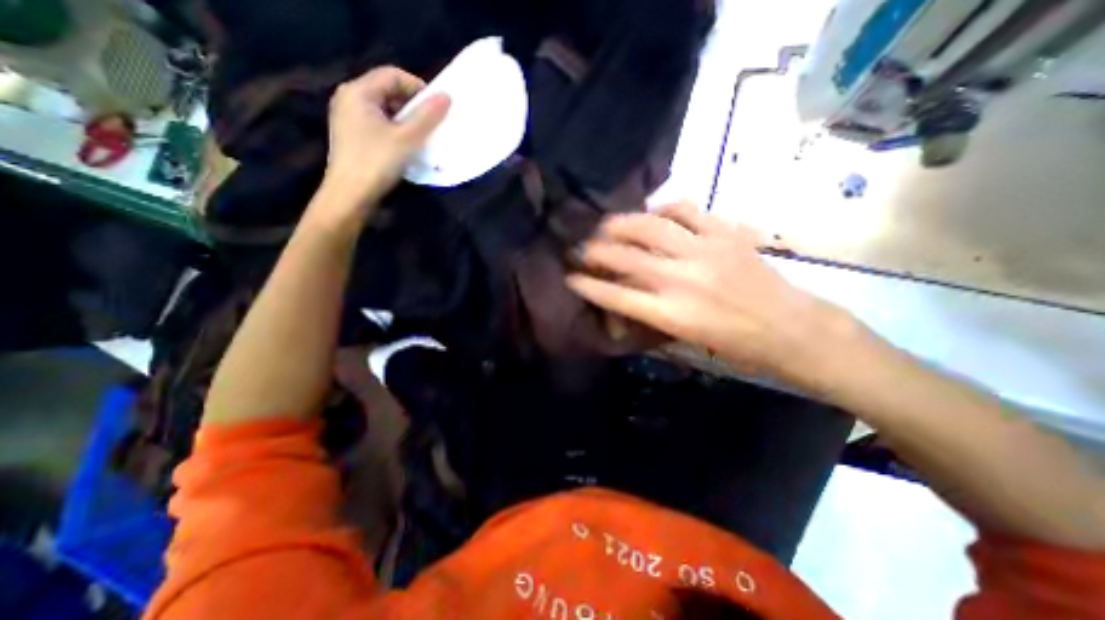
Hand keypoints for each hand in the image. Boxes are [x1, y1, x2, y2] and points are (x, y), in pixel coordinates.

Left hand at [314, 65, 448, 223]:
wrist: (350, 194)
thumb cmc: (377, 162)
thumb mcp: (407, 138)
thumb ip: (427, 116)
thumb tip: (446, 96)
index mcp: (358, 91)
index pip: (392, 74)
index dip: (418, 87)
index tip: (437, 108)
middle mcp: (349, 99)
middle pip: (387, 91)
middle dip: (413, 105)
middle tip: (432, 124)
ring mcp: (349, 118)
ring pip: (384, 110)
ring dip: (406, 120)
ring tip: (423, 137)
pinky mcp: (353, 136)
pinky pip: (379, 124)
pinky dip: (396, 130)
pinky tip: (407, 147)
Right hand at [563, 201, 857, 386]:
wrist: (793, 329)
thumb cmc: (736, 345)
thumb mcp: (686, 338)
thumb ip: (651, 314)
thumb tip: (624, 295)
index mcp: (671, 314)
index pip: (614, 295)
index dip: (587, 284)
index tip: (569, 277)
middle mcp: (680, 279)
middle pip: (624, 257)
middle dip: (594, 251)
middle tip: (579, 247)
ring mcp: (704, 251)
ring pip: (649, 226)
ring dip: (620, 224)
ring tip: (605, 225)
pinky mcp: (724, 234)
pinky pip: (686, 210)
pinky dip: (664, 207)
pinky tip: (654, 212)